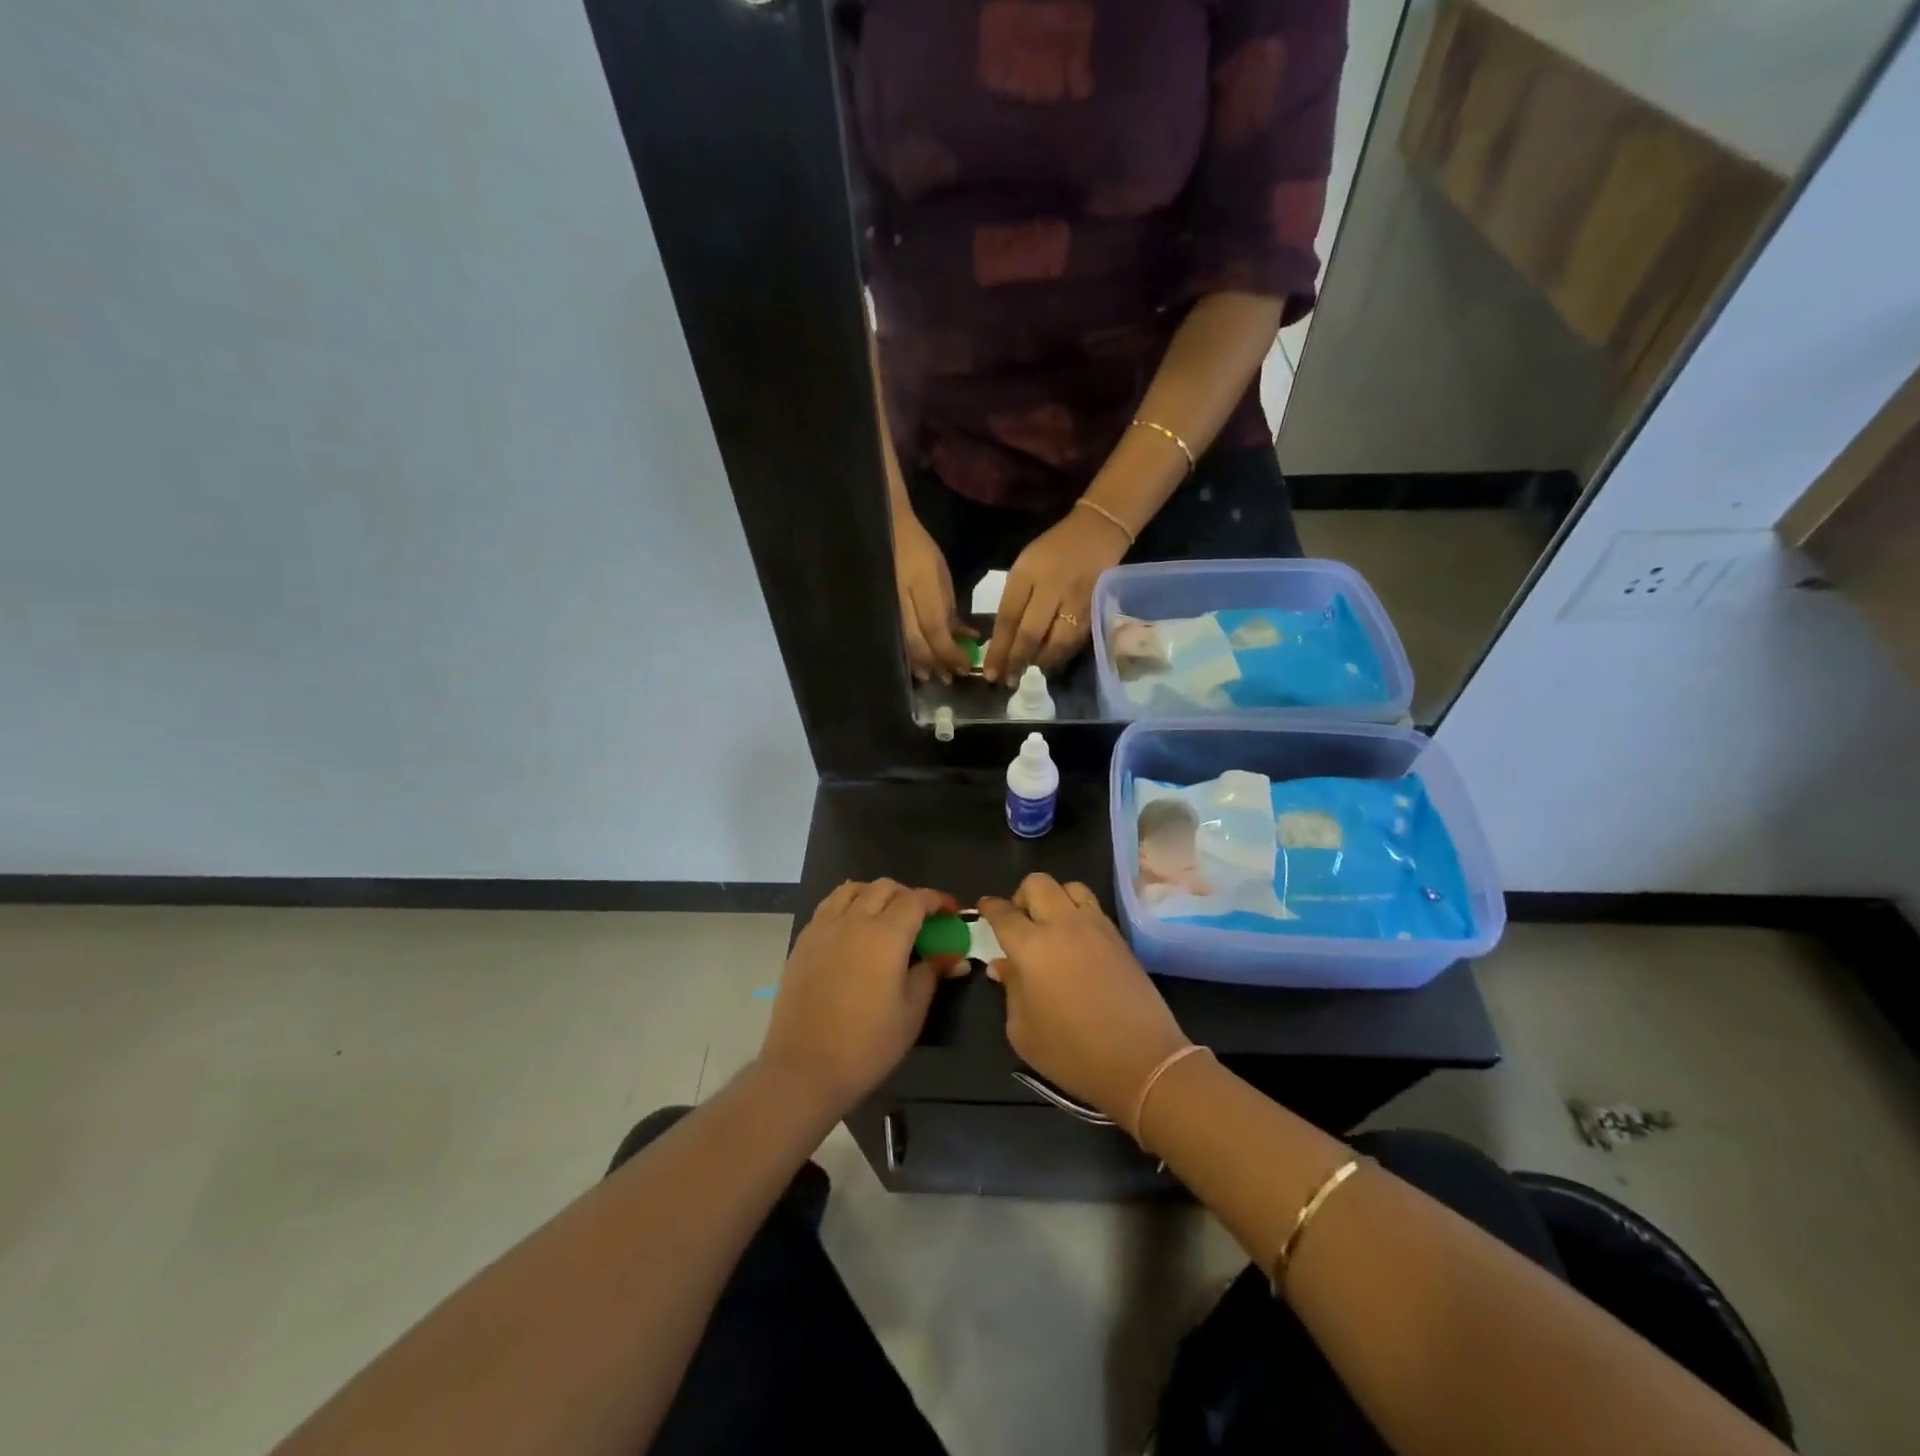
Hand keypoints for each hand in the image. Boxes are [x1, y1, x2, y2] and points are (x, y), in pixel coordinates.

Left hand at [758, 880, 968, 1117]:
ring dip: (875, 894)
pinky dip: (848, 904)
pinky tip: (853, 927)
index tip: (951, 912)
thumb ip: (932, 974)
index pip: (916, 899)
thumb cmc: (867, 1045)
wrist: (804, 1069)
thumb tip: (955, 957)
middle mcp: (854, 921)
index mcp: (886, 935)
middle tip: (921, 919)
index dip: (937, 900)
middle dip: (908, 895)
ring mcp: (824, 928)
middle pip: (884, 887)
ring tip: (885, 916)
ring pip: (853, 890)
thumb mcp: (911, 1012)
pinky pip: (829, 905)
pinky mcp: (804, 941)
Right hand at [893, 510, 973, 683]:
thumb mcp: (942, 577)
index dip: (950, 653)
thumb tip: (964, 637)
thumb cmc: (920, 550)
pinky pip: (892, 638)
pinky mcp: (877, 611)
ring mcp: (886, 607)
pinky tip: (912, 663)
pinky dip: (904, 652)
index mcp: (922, 587)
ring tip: (930, 674)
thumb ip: (950, 609)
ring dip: (918, 663)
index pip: (936, 630)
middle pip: (918, 643)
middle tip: (948, 677)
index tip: (963, 668)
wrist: (885, 531)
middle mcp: (901, 601)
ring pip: (902, 645)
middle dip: (935, 663)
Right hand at [977, 875, 1188, 1132]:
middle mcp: (1063, 925)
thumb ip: (1010, 989)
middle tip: (1019, 923)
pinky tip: (1076, 942)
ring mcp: (1096, 927)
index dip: (989, 908)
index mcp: (1031, 946)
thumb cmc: (1072, 1053)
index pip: (1003, 913)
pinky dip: (1077, 912)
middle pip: (1037, 883)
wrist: (1142, 1061)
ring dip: (1054, 898)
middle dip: (1021, 896)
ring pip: (1070, 887)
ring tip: (1051, 927)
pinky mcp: (1119, 937)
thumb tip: (1003, 965)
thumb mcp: (1022, 1031)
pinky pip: (1093, 907)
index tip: (983, 909)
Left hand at [984, 507, 1128, 682]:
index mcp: (1027, 574)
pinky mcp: (1095, 609)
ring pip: (1056, 643)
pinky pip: (1075, 641)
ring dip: (1039, 663)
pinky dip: (1060, 656)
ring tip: (1027, 673)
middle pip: (1031, 634)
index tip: (989, 672)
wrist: (1097, 532)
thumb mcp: (1024, 567)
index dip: (999, 648)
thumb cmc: (1052, 550)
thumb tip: (1003, 641)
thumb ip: (1013, 601)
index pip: (1009, 617)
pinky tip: (1050, 663)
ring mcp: (1076, 600)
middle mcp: (1052, 587)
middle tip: (1007, 681)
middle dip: (1017, 661)